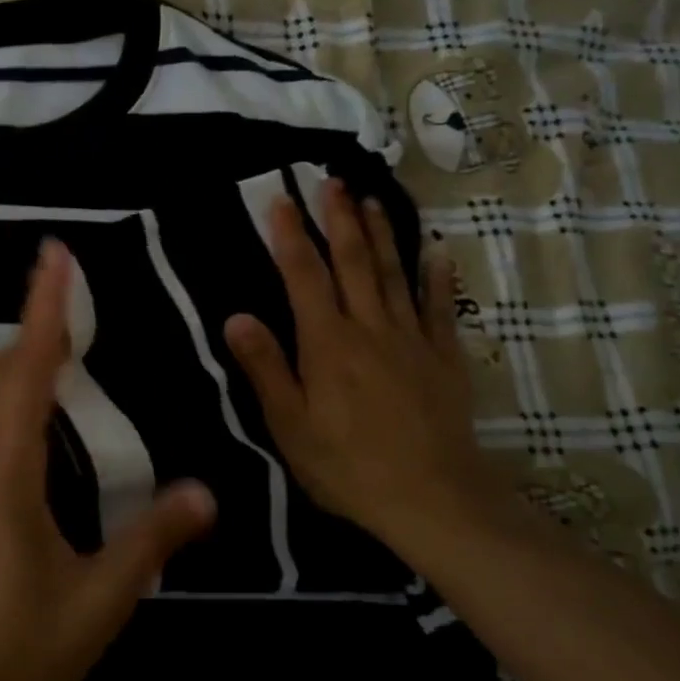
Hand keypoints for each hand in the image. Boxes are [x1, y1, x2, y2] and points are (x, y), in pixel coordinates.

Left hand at [0, 239, 215, 680]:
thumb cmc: (16, 650)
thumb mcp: (98, 601)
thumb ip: (150, 541)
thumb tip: (206, 492)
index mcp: (7, 471)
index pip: (29, 369)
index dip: (46, 308)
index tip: (56, 255)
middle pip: (3, 370)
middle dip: (38, 322)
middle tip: (75, 289)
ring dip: (26, 357)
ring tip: (67, 337)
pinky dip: (17, 393)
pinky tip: (44, 413)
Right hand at [223, 181, 509, 556]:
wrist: (433, 499)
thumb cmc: (349, 466)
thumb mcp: (291, 426)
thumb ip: (266, 368)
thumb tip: (236, 316)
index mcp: (327, 343)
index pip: (304, 276)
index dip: (290, 236)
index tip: (280, 200)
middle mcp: (369, 328)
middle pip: (352, 262)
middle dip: (339, 219)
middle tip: (331, 181)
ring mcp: (412, 339)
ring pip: (393, 274)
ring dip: (381, 234)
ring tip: (371, 199)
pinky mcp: (443, 357)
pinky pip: (440, 307)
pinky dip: (437, 277)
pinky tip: (436, 251)